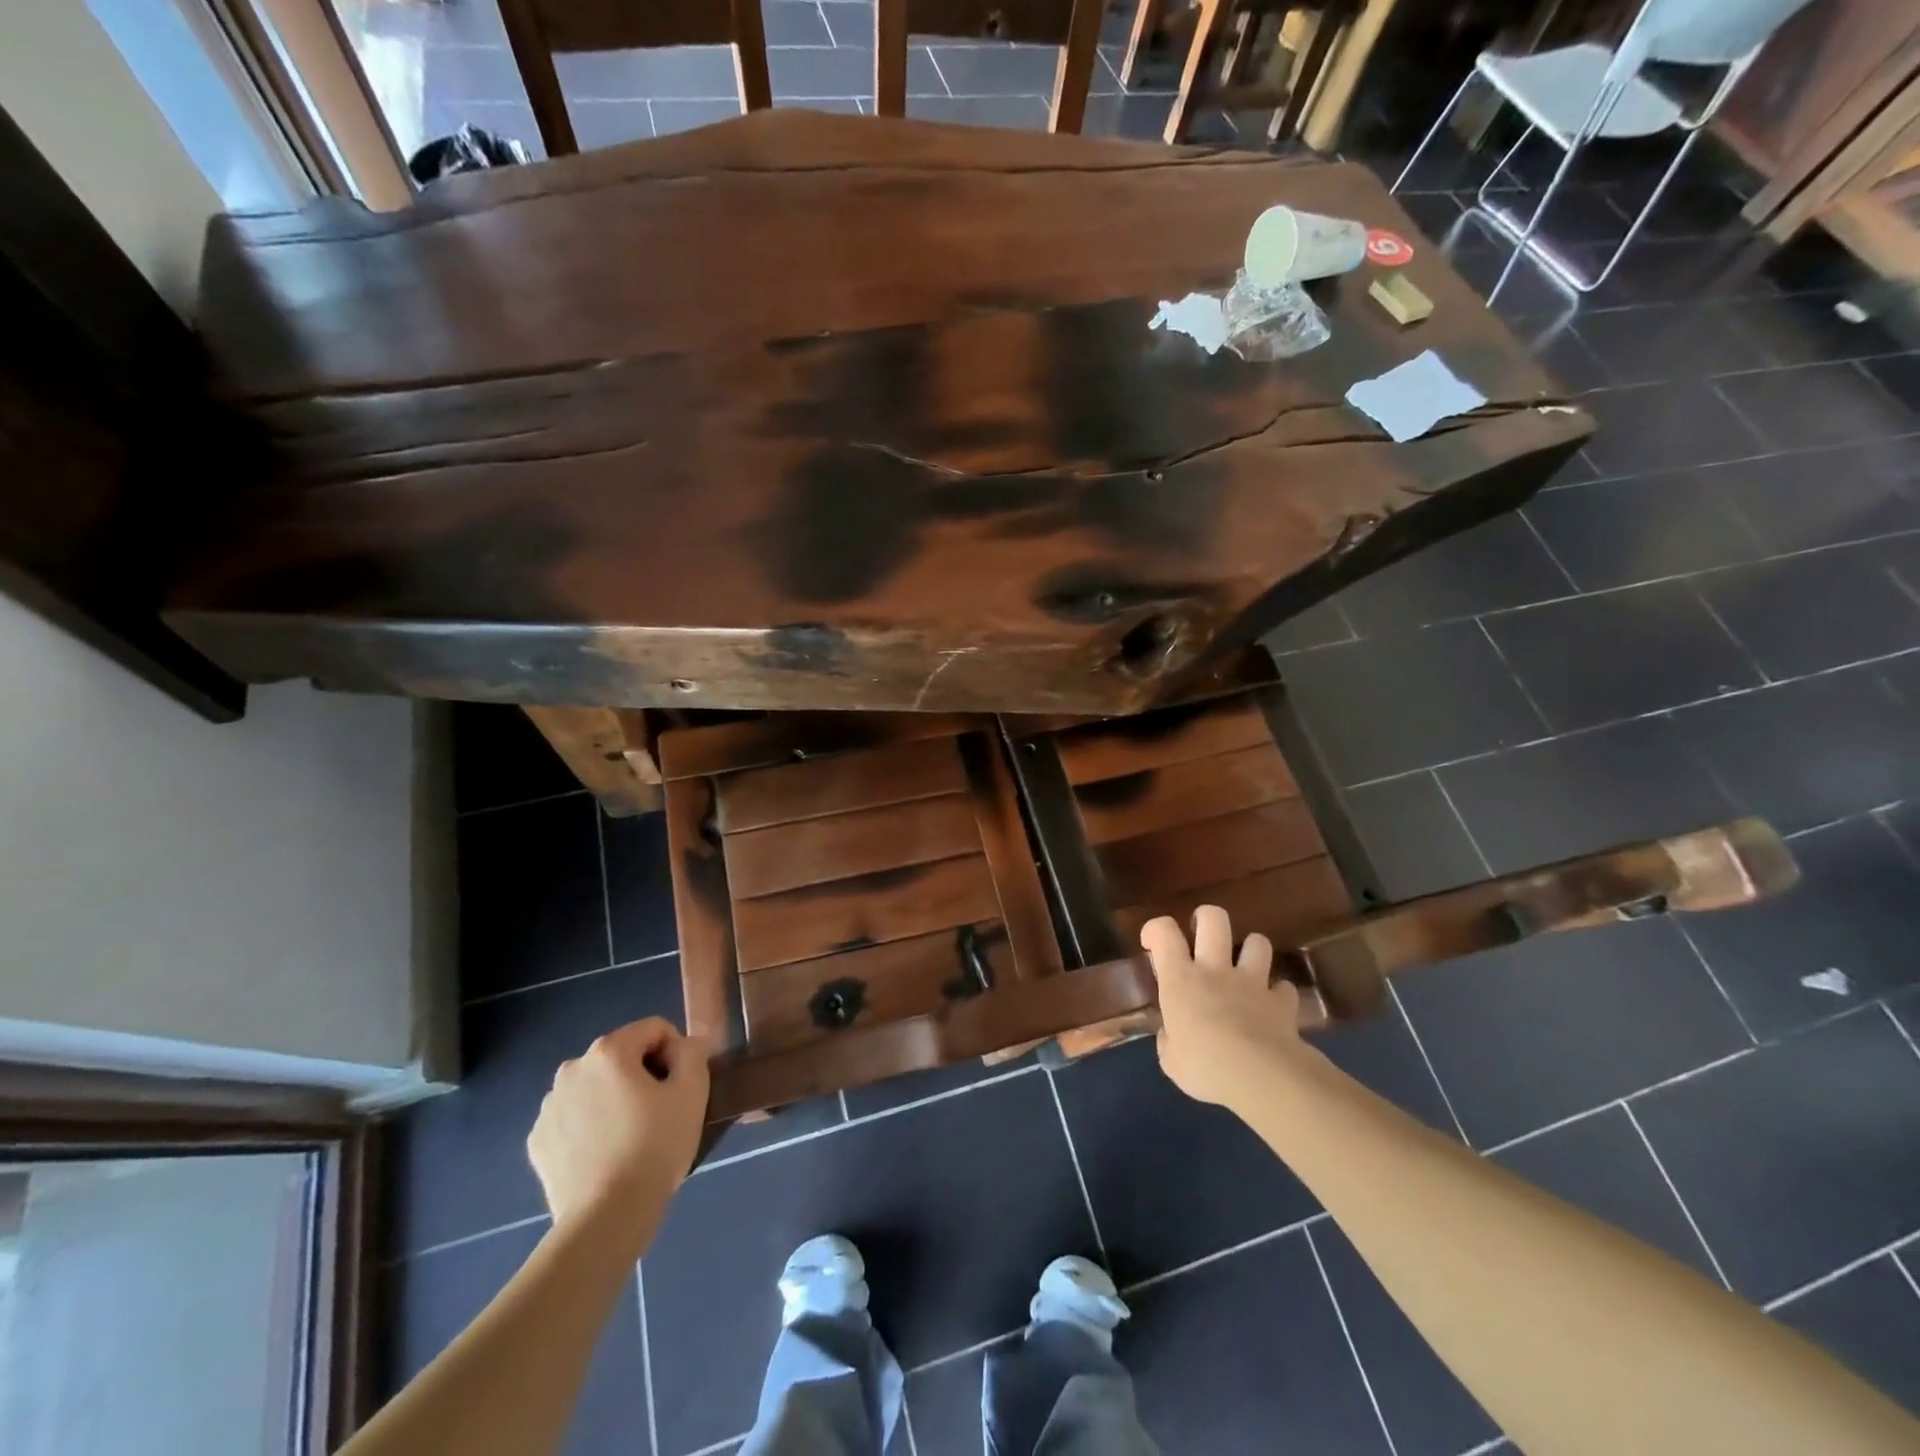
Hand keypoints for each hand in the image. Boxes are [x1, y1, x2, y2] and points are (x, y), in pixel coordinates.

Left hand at [527, 1017, 708, 1238]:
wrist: (605, 1219)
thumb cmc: (655, 1147)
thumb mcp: (692, 1091)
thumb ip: (692, 1053)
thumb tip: (684, 1044)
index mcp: (608, 1051)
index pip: (654, 1029)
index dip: (676, 1052)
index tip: (682, 1087)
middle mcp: (571, 1069)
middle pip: (622, 1056)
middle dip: (643, 1075)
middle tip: (661, 1112)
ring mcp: (549, 1107)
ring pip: (596, 1087)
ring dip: (615, 1099)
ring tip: (632, 1137)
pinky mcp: (538, 1142)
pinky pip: (574, 1118)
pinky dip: (591, 1126)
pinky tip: (606, 1154)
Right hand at [1142, 906, 1309, 1108]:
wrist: (1260, 1078)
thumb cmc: (1204, 1066)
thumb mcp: (1171, 1060)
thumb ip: (1169, 1040)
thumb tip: (1172, 1035)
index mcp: (1180, 978)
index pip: (1164, 931)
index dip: (1155, 929)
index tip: (1152, 944)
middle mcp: (1215, 969)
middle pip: (1213, 918)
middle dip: (1206, 918)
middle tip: (1201, 938)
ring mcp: (1252, 982)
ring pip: (1257, 941)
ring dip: (1250, 950)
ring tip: (1245, 968)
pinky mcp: (1281, 1001)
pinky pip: (1283, 987)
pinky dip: (1277, 993)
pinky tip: (1272, 1006)